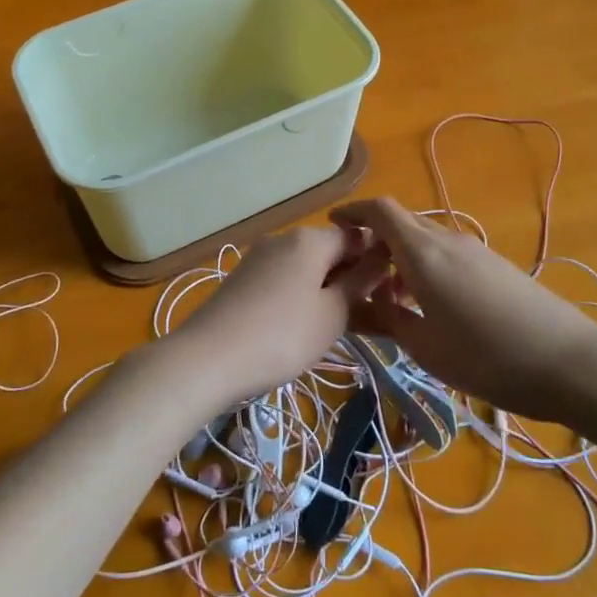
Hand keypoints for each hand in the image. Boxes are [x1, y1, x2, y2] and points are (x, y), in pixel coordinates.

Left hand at [165, 227, 374, 405]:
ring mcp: (259, 257)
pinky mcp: (242, 279)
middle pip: (330, 251)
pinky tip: (300, 329)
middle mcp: (283, 238)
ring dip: (326, 291)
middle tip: (367, 319)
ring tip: (336, 329)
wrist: (207, 358)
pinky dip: (300, 297)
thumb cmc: (282, 336)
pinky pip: (284, 280)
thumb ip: (360, 283)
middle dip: (350, 280)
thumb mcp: (332, 314)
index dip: (377, 263)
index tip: (389, 296)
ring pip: (306, 268)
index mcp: (310, 239)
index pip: (357, 238)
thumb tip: (381, 257)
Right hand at [330, 197, 596, 421]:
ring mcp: (477, 250)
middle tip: (358, 274)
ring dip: (403, 256)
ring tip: (393, 299)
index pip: (381, 211)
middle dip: (376, 239)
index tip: (334, 225)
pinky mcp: (497, 265)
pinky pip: (449, 252)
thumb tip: (365, 303)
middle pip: (403, 222)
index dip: (354, 212)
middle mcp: (449, 240)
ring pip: (427, 238)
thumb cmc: (487, 358)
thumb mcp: (426, 347)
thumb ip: (389, 320)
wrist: (570, 362)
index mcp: (424, 253)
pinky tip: (431, 304)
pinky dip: (428, 265)